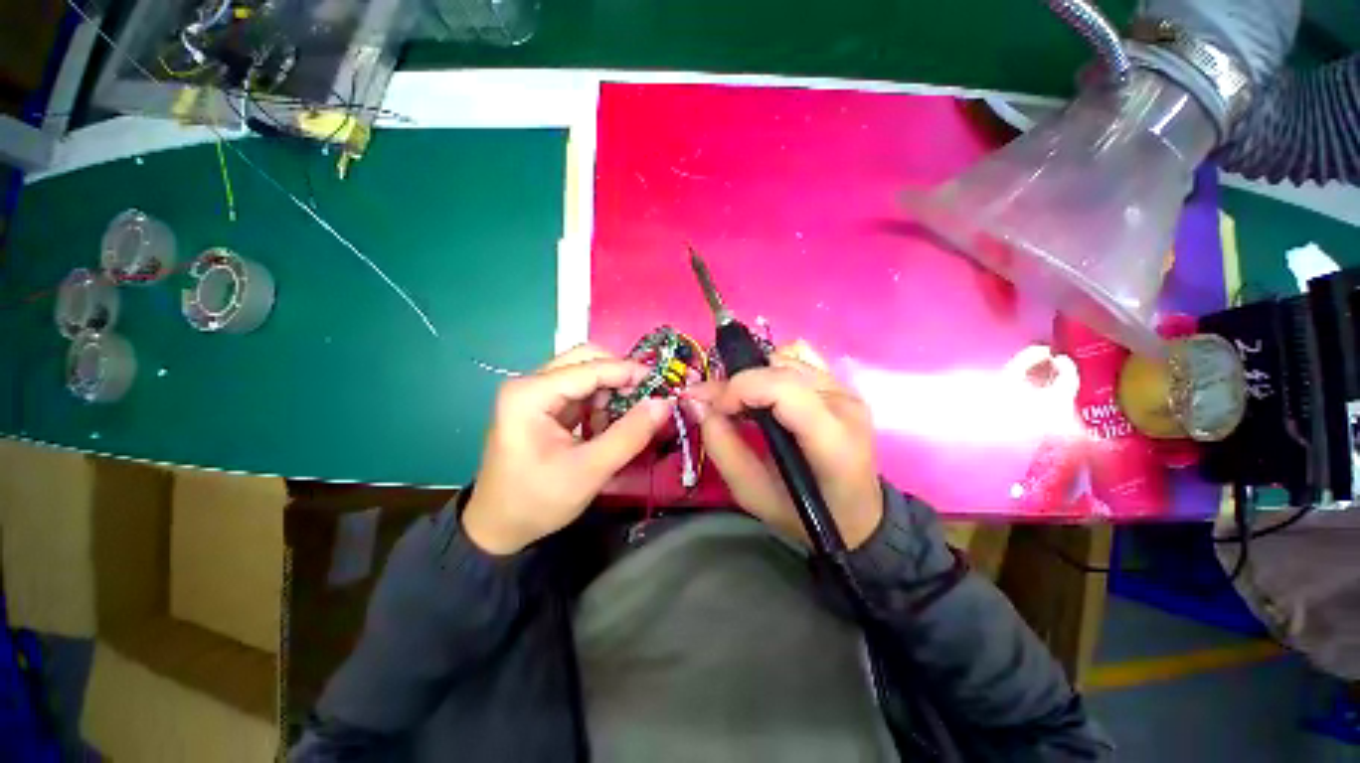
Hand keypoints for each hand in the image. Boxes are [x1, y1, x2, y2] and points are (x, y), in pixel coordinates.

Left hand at [463, 344, 672, 554]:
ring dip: (612, 391)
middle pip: (586, 360)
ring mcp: (536, 393)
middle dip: (619, 376)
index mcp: (530, 394)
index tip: (662, 385)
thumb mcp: (589, 471)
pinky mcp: (544, 406)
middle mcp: (530, 384)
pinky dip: (602, 403)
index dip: (628, 372)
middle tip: (646, 398)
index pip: (589, 368)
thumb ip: (629, 435)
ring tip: (627, 419)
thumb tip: (664, 403)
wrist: (498, 528)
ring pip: (586, 374)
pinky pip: (581, 391)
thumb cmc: (537, 500)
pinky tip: (608, 426)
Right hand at [687, 341, 882, 549]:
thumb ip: (722, 447)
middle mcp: (845, 405)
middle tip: (717, 406)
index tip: (712, 407)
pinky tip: (768, 391)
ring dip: (755, 377)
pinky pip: (800, 355)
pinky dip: (774, 366)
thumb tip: (698, 401)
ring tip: (743, 404)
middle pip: (781, 368)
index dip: (740, 388)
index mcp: (833, 441)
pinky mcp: (841, 384)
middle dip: (739, 382)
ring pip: (787, 357)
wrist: (855, 515)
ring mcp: (846, 390)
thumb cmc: (803, 513)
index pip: (784, 389)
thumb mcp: (752, 494)